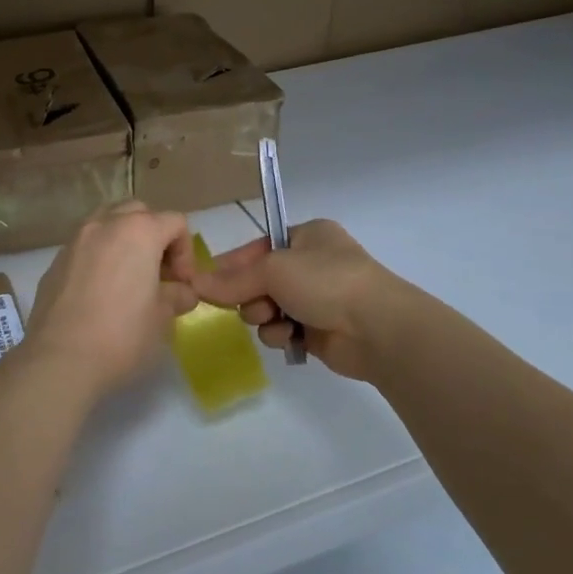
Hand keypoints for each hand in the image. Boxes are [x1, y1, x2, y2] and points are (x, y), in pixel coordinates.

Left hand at [24, 201, 200, 402]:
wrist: (60, 358)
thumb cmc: (122, 334)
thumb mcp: (162, 317)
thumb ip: (177, 296)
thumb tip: (182, 292)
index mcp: (138, 231)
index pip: (175, 222)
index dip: (186, 252)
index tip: (182, 284)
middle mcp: (105, 224)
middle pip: (139, 213)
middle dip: (154, 237)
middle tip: (158, 274)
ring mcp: (75, 240)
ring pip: (107, 222)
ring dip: (124, 241)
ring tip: (128, 277)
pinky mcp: (55, 261)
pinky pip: (85, 246)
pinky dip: (100, 256)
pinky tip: (100, 291)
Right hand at [192, 219, 418, 382]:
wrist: (377, 327)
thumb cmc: (326, 281)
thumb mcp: (273, 269)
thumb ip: (232, 279)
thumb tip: (195, 284)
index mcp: (307, 236)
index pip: (258, 246)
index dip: (233, 264)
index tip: (207, 281)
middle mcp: (312, 264)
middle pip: (259, 280)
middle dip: (250, 295)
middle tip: (253, 303)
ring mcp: (317, 298)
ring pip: (267, 307)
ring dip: (263, 316)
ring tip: (276, 320)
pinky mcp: (319, 330)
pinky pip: (282, 330)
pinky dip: (280, 334)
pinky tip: (290, 337)